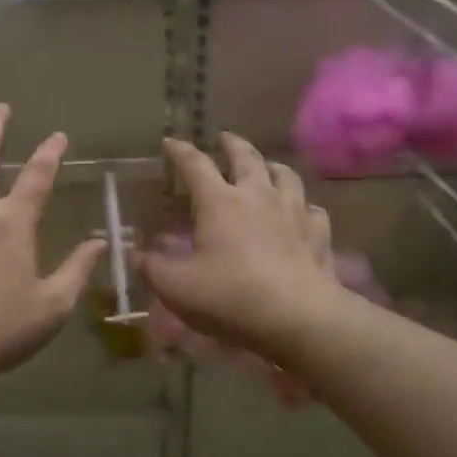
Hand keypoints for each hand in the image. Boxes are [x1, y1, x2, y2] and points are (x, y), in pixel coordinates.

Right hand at [140, 133, 339, 363]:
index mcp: (220, 202)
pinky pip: (312, 210)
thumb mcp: (176, 287)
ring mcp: (293, 212)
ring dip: (272, 167)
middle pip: (246, 157)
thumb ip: (152, 268)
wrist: (298, 318)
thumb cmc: (230, 297)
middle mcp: (258, 196)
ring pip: (286, 176)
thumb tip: (138, 255)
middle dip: (232, 144)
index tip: (171, 143)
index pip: (195, 165)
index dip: (180, 152)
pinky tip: (301, 213)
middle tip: (224, 138)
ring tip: (267, 167)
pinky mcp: (318, 234)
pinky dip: (303, 207)